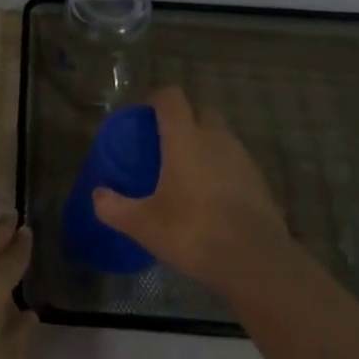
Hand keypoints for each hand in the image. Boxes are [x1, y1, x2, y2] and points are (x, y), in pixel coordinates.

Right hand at [93, 87, 306, 296]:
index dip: (157, 99)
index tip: (144, 114)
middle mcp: (216, 139)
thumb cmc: (192, 231)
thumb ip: (114, 207)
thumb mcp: (142, 224)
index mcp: (185, 138)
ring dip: (205, 145)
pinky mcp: (261, 182)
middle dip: (185, 119)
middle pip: (201, 111)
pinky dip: (223, 170)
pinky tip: (212, 198)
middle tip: (166, 144)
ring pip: (222, 137)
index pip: (172, 98)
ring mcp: (243, 159)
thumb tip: (98, 195)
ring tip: (188, 173)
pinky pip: (236, 163)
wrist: (254, 261)